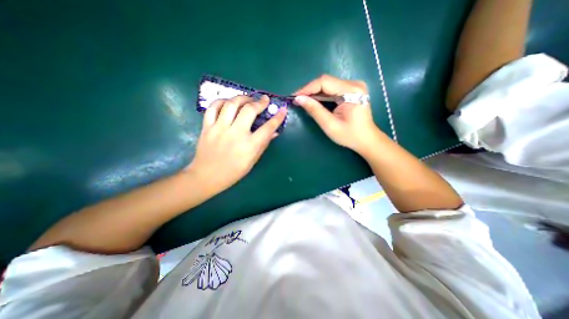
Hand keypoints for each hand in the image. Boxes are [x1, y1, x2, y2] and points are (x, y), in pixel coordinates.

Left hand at [187, 94, 286, 194]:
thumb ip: (263, 144)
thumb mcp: (252, 161)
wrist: (206, 176)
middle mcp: (235, 134)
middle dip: (259, 102)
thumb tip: (274, 132)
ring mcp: (219, 129)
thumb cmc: (233, 172)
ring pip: (231, 104)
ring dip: (242, 98)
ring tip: (247, 99)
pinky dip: (222, 102)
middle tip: (264, 100)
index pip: (268, 128)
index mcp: (249, 146)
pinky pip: (213, 107)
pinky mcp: (207, 127)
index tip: (282, 110)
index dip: (277, 118)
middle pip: (249, 110)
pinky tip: (228, 103)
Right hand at [293, 75, 380, 153]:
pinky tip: (314, 101)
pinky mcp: (351, 90)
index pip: (324, 82)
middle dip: (309, 91)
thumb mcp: (330, 125)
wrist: (366, 139)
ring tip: (303, 101)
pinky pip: (332, 89)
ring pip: (328, 85)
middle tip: (297, 100)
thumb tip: (298, 99)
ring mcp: (353, 86)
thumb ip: (314, 110)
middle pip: (326, 82)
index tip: (294, 97)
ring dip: (314, 93)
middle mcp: (354, 84)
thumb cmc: (349, 135)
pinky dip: (321, 96)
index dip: (307, 88)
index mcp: (352, 91)